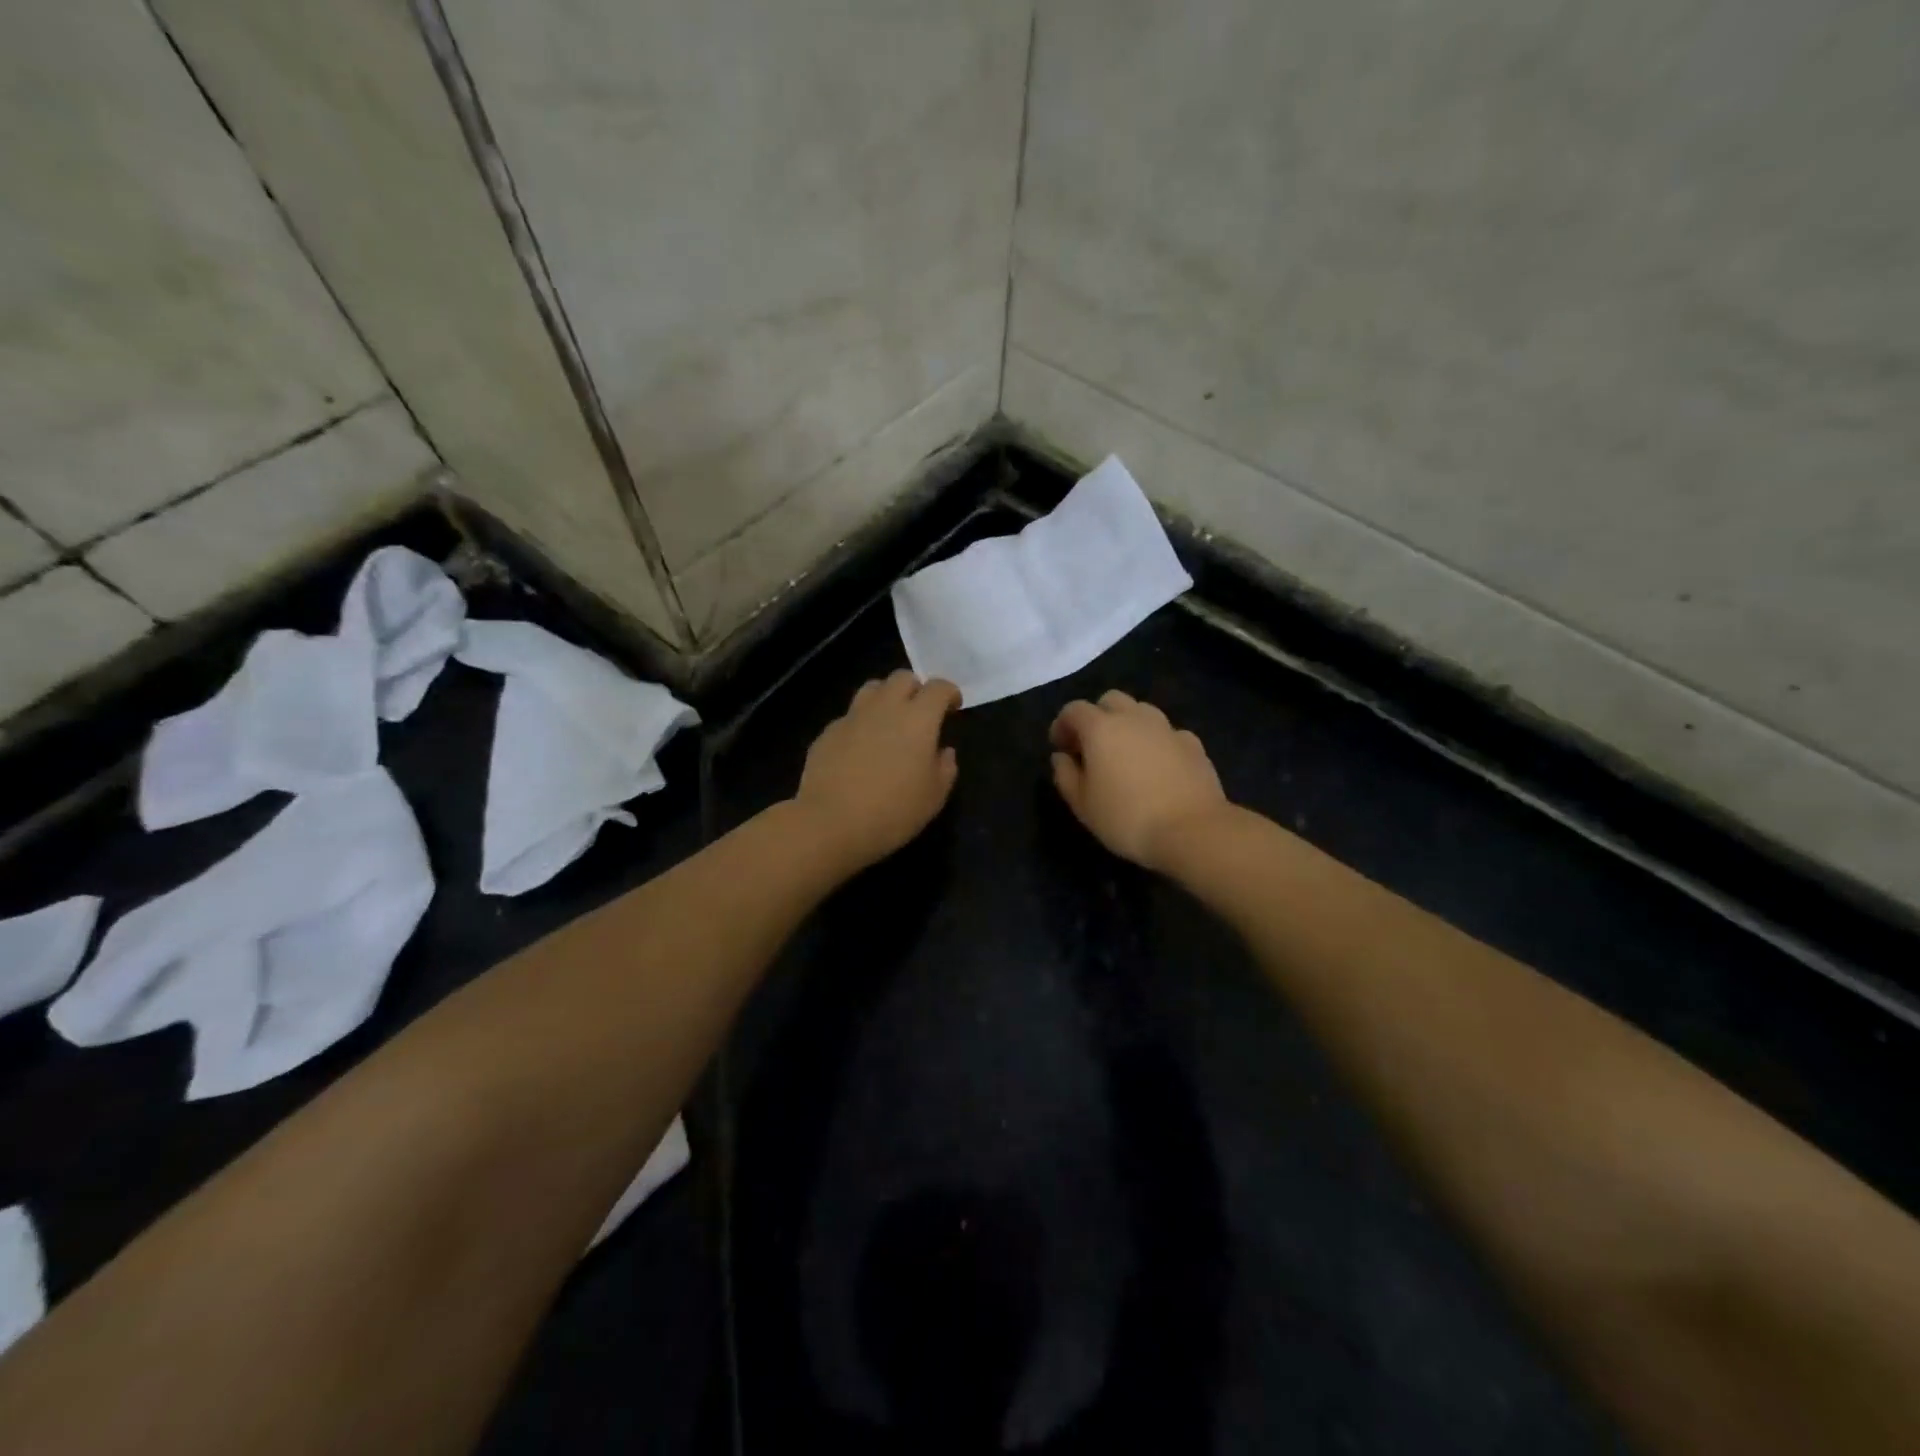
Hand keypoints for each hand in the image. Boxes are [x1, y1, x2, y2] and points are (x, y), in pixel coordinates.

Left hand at [792, 670, 961, 873]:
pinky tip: (861, 749)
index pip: (938, 687)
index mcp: (918, 719)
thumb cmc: (893, 811)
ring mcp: (852, 717)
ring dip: (886, 698)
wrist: (830, 822)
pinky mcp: (827, 732)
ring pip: (872, 689)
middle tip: (921, 713)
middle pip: (902, 678)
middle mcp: (885, 707)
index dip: (949, 693)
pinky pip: (850, 716)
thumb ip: (945, 768)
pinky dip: (861, 723)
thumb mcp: (934, 797)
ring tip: (889, 722)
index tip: (953, 708)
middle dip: (916, 689)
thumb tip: (943, 751)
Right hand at [1049, 690, 1229, 870]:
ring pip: (1141, 711)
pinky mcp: (1193, 743)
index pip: (1074, 710)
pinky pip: (1167, 732)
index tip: (1060, 748)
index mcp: (1101, 728)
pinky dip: (1156, 741)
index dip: (1062, 725)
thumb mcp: (1083, 805)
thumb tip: (1061, 757)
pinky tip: (1157, 766)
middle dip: (1097, 716)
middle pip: (1110, 700)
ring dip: (1128, 724)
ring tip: (1125, 754)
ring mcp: (1167, 728)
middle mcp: (1134, 718)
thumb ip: (1066, 775)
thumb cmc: (1126, 818)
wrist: (1192, 831)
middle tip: (1092, 747)